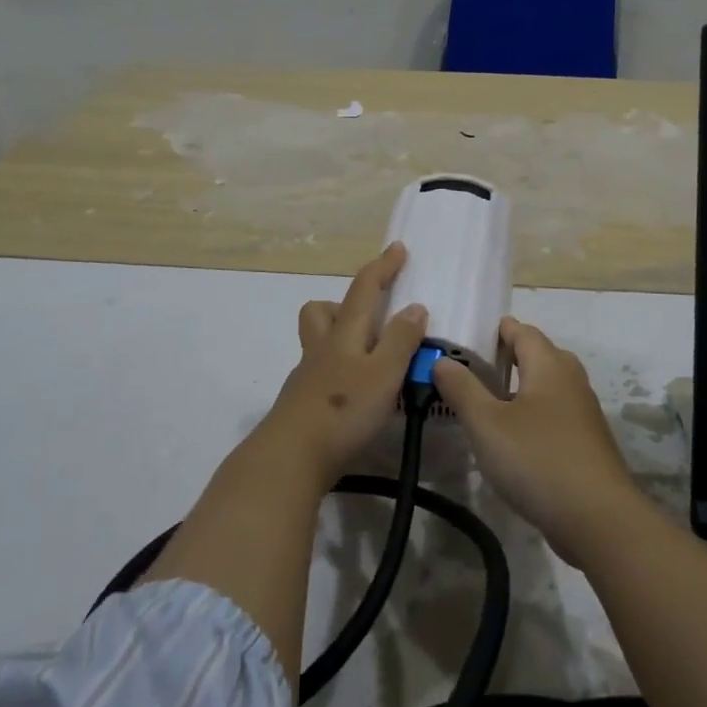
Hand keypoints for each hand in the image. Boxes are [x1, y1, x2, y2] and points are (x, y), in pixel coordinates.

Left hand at [258, 243, 429, 483]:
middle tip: (374, 318)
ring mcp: (308, 375)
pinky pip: (322, 371)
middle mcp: (322, 347)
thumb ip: (400, 341)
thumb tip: (415, 307)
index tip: (397, 248)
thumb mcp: (383, 374)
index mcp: (344, 334)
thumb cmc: (343, 411)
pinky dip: (341, 370)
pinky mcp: (303, 402)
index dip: (382, 267)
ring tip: (373, 357)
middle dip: (346, 303)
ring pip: (319, 340)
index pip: (364, 289)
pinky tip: (358, 393)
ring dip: (341, 336)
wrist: (291, 458)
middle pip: (323, 310)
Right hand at [433, 318, 641, 564]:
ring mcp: (583, 413)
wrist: (598, 520)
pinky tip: (513, 438)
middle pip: (539, 355)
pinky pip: (555, 414)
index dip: (497, 329)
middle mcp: (571, 381)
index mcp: (549, 365)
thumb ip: (461, 389)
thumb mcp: (486, 424)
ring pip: (548, 386)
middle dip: (509, 356)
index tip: (468, 336)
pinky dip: (533, 414)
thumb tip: (441, 361)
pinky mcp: (587, 444)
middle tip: (473, 368)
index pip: (523, 331)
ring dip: (520, 387)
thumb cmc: (537, 460)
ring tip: (487, 401)